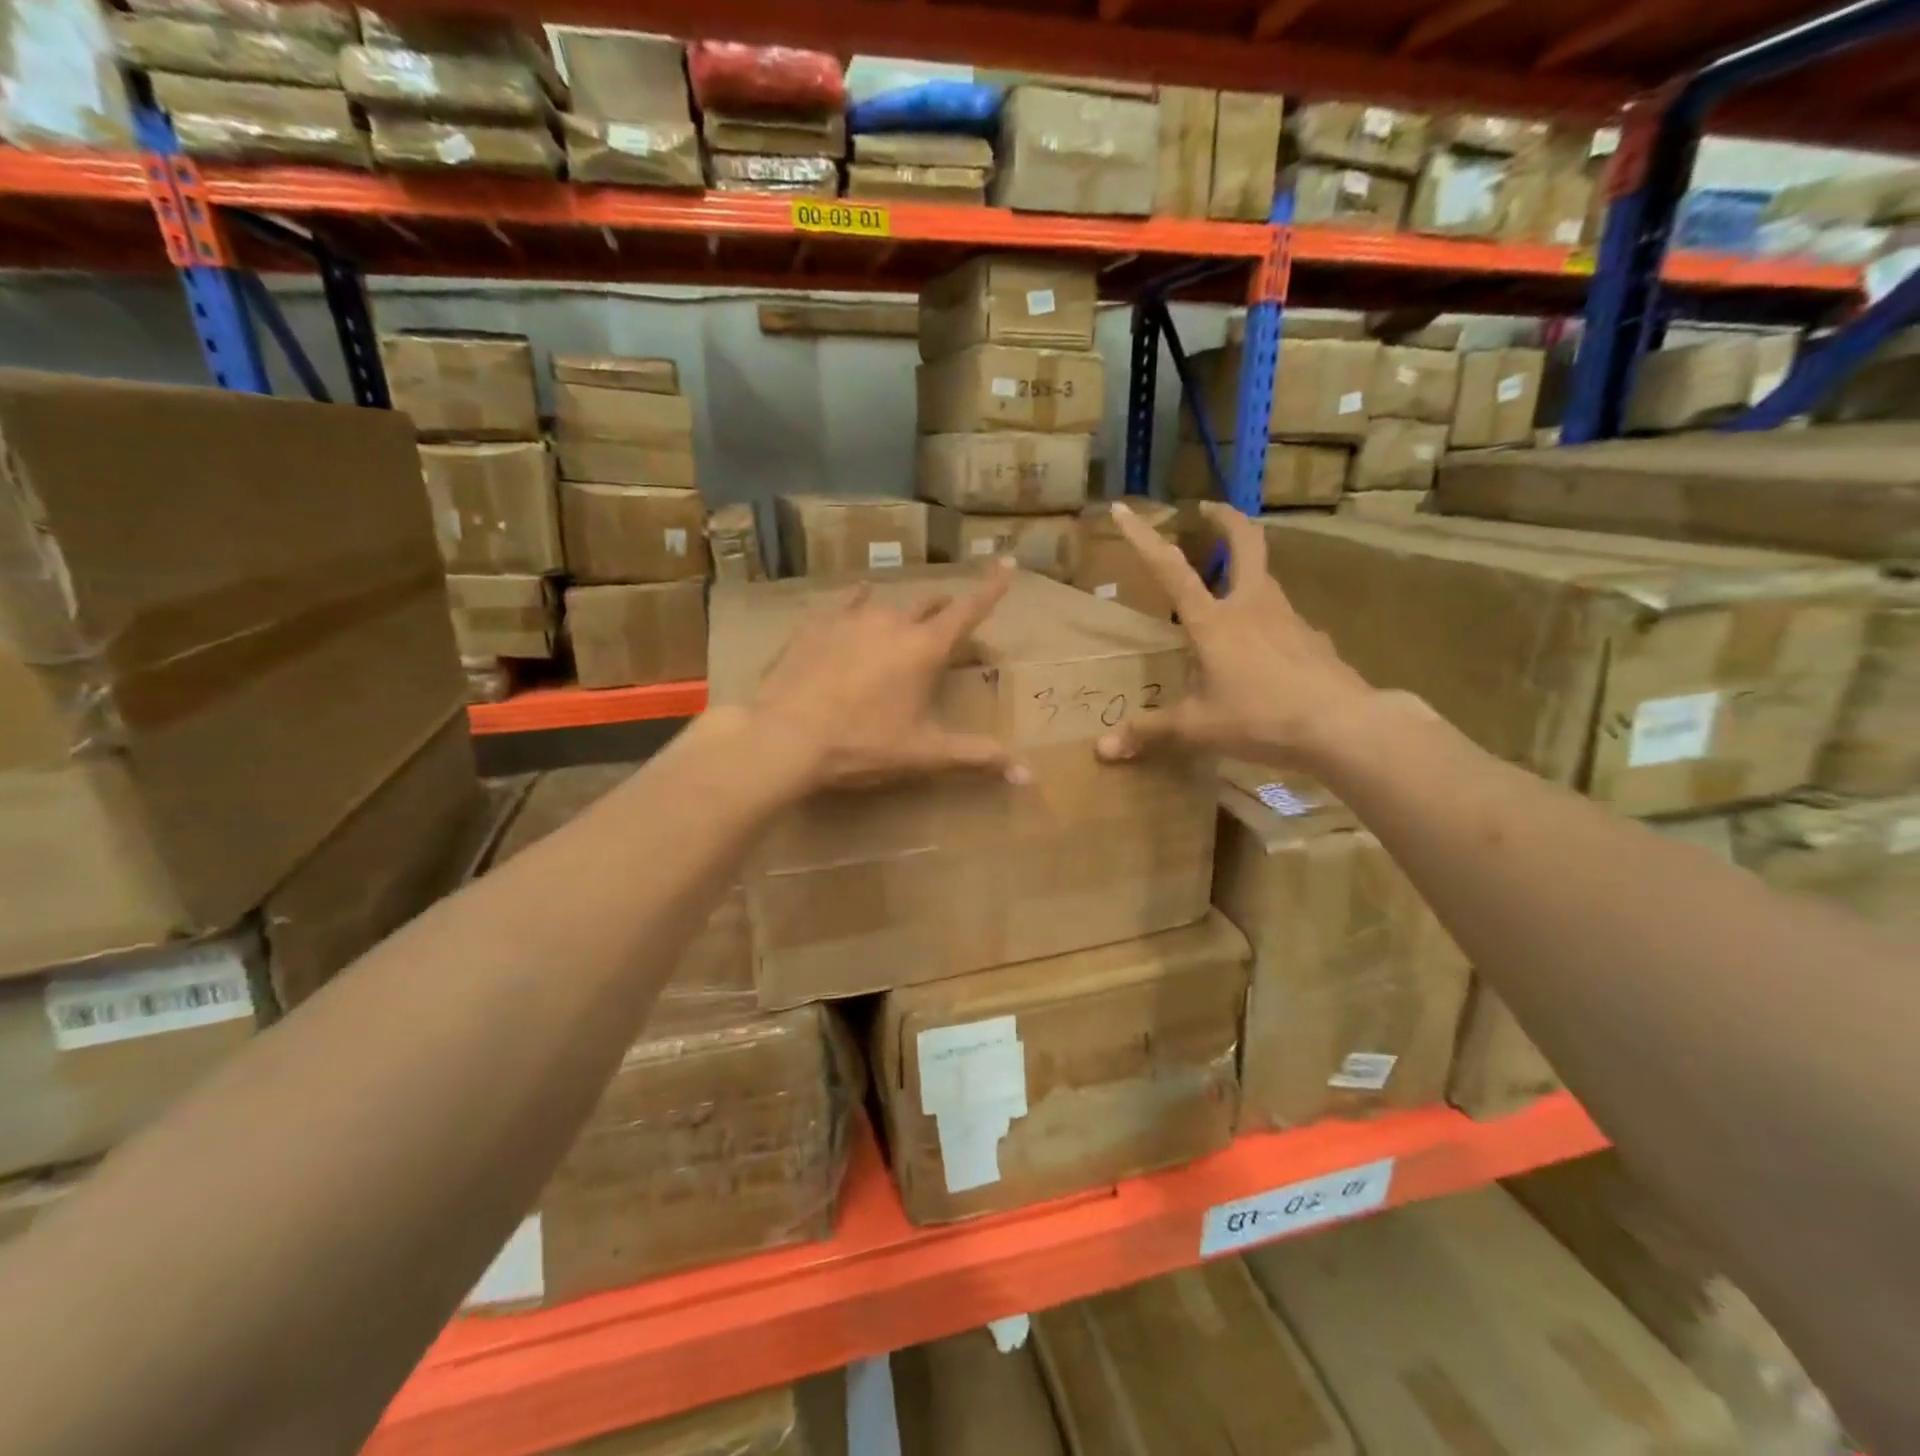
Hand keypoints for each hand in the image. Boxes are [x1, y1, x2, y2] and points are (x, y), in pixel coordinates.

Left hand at [751, 560, 1027, 790]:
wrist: (785, 736)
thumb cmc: (862, 744)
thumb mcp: (923, 754)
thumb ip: (976, 757)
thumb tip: (1027, 775)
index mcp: (925, 649)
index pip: (969, 610)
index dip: (991, 587)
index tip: (1006, 562)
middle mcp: (893, 622)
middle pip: (929, 605)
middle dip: (944, 611)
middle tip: (949, 626)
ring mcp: (851, 618)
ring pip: (888, 604)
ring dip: (902, 613)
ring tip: (902, 624)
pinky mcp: (816, 624)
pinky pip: (845, 602)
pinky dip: (858, 601)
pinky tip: (858, 597)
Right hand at [1096, 501, 1380, 768]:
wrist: (1342, 725)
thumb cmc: (1260, 718)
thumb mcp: (1197, 728)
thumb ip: (1149, 732)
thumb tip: (1102, 749)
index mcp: (1214, 621)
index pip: (1171, 570)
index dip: (1143, 538)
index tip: (1124, 509)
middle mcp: (1251, 605)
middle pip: (1244, 543)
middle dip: (1224, 519)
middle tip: (1208, 510)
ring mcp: (1289, 618)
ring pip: (1266, 577)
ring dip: (1246, 568)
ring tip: (1228, 586)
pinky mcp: (1313, 638)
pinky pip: (1285, 618)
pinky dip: (1268, 619)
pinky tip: (1265, 648)